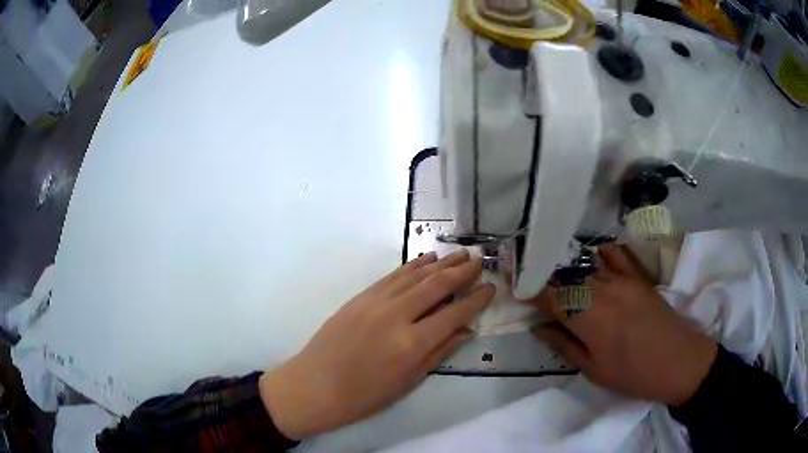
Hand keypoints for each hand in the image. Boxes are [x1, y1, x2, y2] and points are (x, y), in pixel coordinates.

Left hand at [259, 250, 493, 439]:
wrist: (314, 386)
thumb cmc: (363, 396)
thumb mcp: (407, 382)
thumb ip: (439, 353)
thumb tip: (466, 330)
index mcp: (412, 344)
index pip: (454, 314)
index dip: (476, 300)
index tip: (490, 288)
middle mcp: (396, 316)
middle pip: (437, 286)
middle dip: (462, 271)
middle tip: (480, 260)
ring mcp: (375, 302)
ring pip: (415, 275)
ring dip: (441, 263)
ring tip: (460, 254)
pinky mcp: (360, 297)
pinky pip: (392, 276)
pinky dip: (412, 266)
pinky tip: (426, 259)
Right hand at [524, 244, 716, 406]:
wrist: (679, 362)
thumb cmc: (633, 374)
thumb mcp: (594, 370)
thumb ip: (564, 345)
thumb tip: (539, 327)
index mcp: (588, 317)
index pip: (550, 295)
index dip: (530, 291)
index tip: (517, 290)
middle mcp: (602, 290)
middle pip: (566, 277)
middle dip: (546, 280)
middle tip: (533, 285)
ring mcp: (622, 279)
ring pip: (586, 267)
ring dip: (569, 270)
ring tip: (558, 275)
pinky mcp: (638, 277)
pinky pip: (615, 255)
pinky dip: (601, 254)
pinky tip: (593, 256)